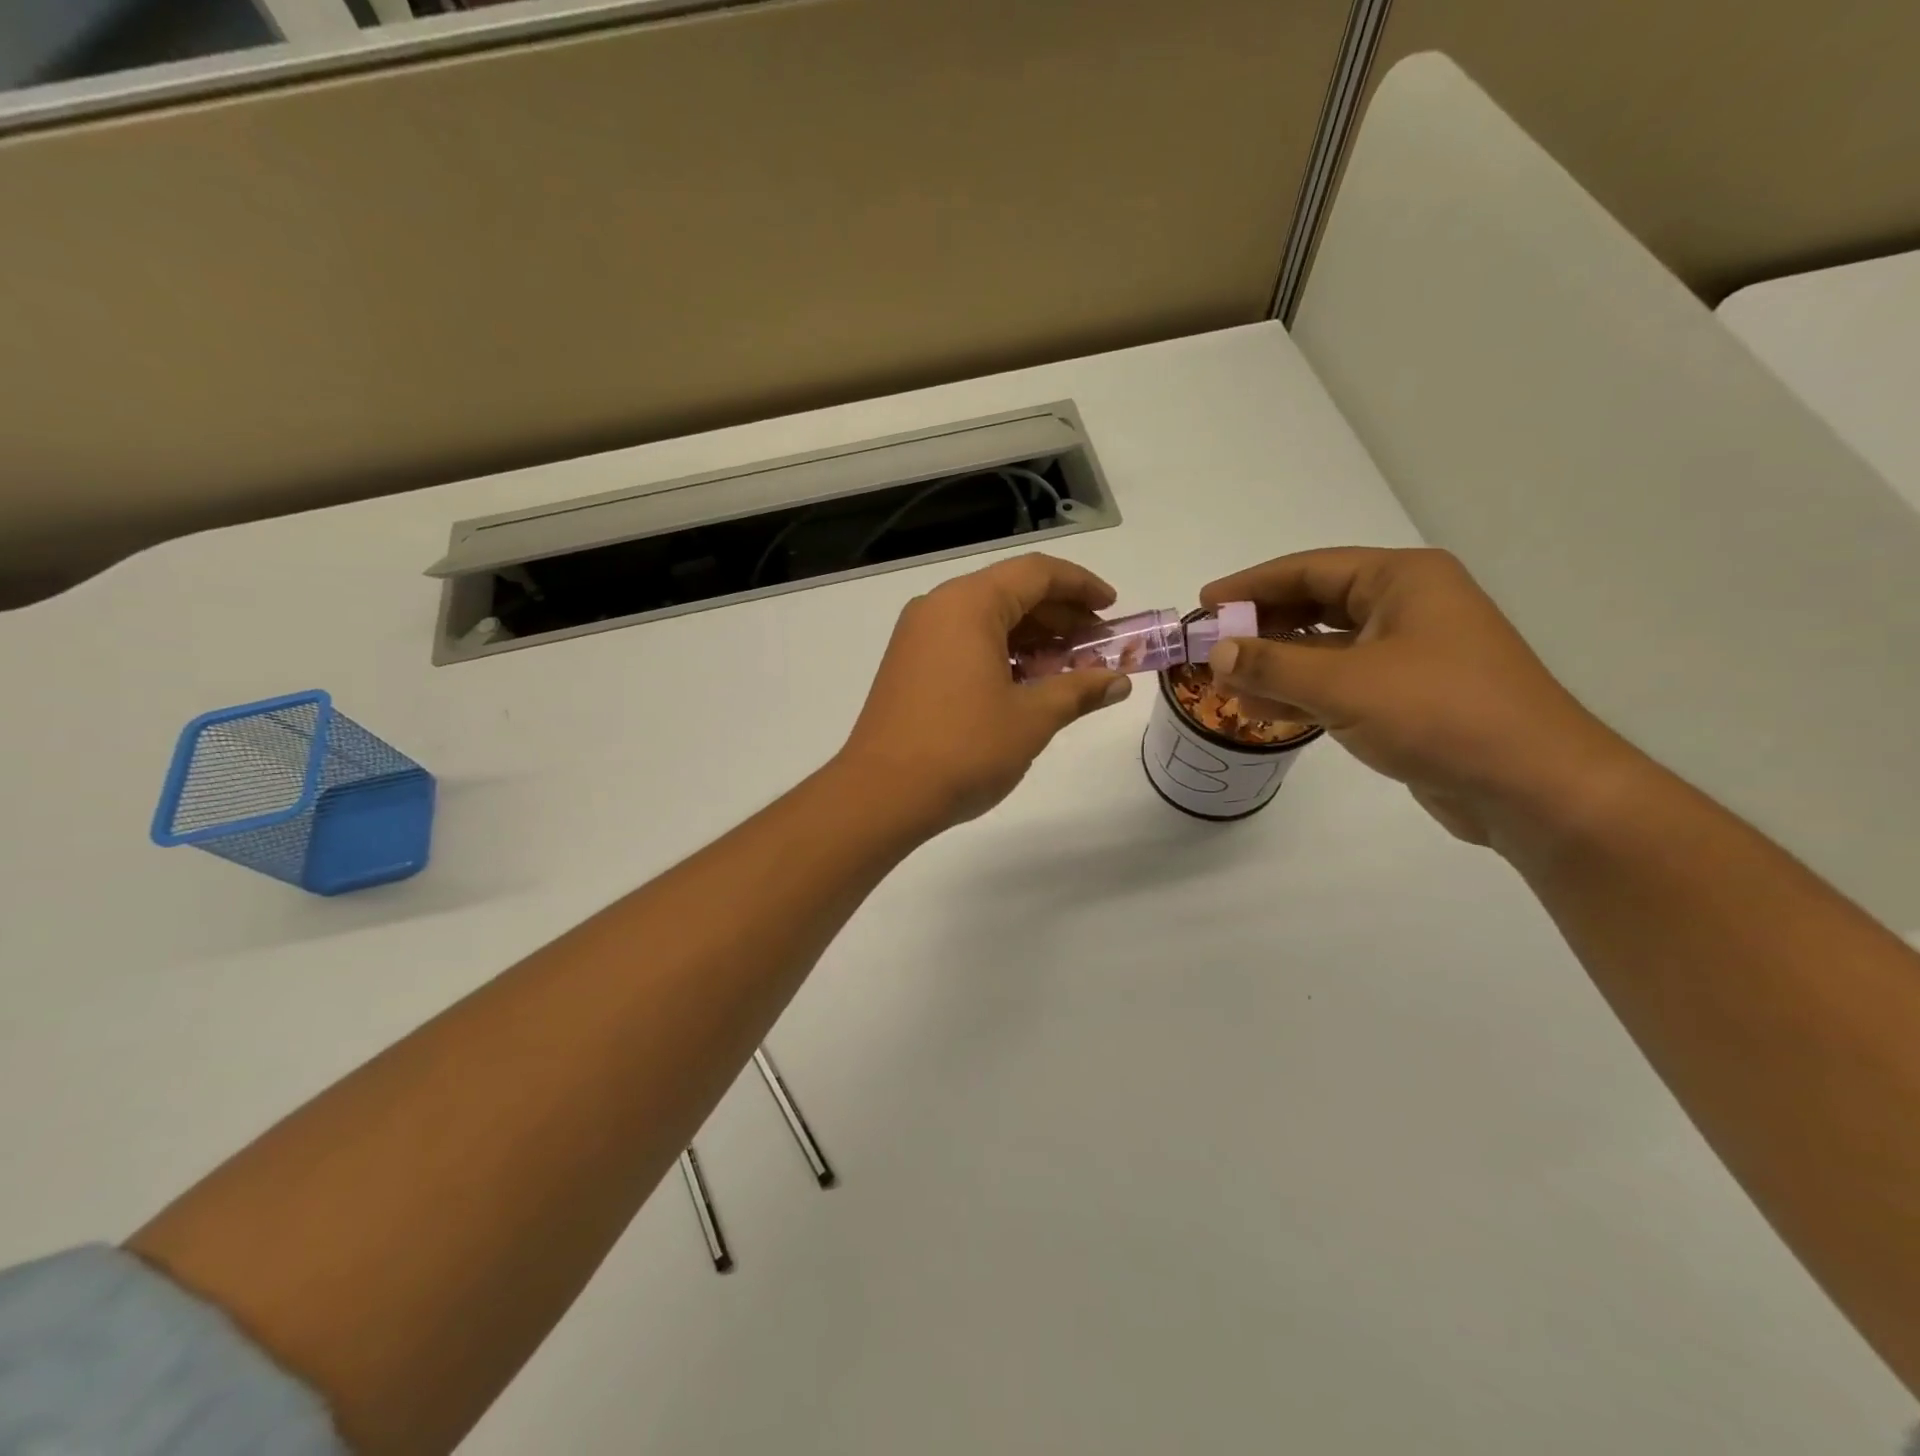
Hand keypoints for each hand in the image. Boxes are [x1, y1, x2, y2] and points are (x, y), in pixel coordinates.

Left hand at [837, 554, 1132, 830]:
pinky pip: (965, 642)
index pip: (1036, 573)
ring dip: (1032, 638)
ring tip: (1070, 669)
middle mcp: (939, 608)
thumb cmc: (964, 748)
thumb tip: (1118, 683)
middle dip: (1060, 616)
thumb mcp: (1032, 719)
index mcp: (968, 604)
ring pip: (987, 620)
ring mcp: (918, 637)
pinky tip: (1028, 684)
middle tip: (1099, 646)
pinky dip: (1001, 654)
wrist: (882, 794)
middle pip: (1011, 593)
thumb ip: (1079, 691)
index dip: (1081, 586)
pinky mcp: (909, 665)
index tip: (1113, 609)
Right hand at [1200, 548, 1641, 846]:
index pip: (1309, 569)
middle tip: (1212, 646)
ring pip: (1326, 648)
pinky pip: (1341, 682)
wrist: (1532, 786)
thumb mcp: (1345, 684)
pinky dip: (1302, 693)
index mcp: (1402, 580)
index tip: (1205, 603)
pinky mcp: (1410, 695)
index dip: (1252, 585)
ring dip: (1276, 665)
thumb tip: (1217, 652)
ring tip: (1225, 683)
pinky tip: (1262, 710)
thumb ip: (1273, 665)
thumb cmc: (1440, 714)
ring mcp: (1411, 653)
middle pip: (1316, 606)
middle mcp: (1408, 606)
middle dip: (1262, 628)